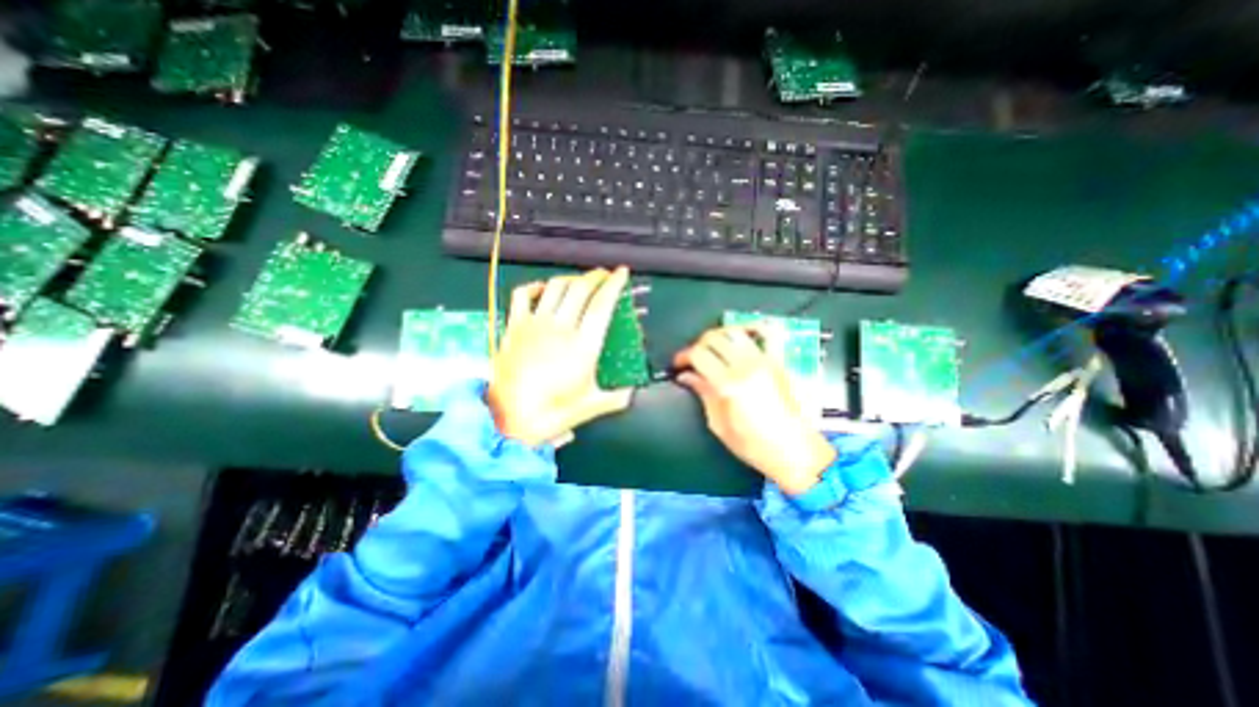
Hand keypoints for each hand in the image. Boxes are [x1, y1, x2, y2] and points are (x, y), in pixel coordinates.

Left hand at [485, 269, 635, 444]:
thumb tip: (631, 389)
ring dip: (571, 279)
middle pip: (580, 288)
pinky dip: (535, 286)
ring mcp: (534, 324)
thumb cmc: (553, 412)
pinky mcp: (514, 327)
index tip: (622, 273)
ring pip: (555, 287)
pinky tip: (543, 289)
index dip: (614, 284)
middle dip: (596, 276)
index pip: (602, 304)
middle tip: (604, 275)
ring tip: (580, 281)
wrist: (509, 420)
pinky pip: (522, 295)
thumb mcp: (592, 406)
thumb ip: (618, 396)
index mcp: (583, 345)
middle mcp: (559, 328)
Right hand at [678, 323, 831, 492]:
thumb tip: (687, 376)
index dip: (683, 356)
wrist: (794, 451)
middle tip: (693, 358)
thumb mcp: (719, 424)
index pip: (698, 354)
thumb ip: (703, 393)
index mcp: (729, 384)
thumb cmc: (754, 445)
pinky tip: (743, 334)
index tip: (679, 364)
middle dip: (698, 344)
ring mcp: (765, 361)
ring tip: (713, 347)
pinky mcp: (778, 362)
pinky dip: (753, 328)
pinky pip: (767, 334)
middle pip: (714, 338)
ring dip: (719, 335)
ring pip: (735, 331)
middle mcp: (747, 366)